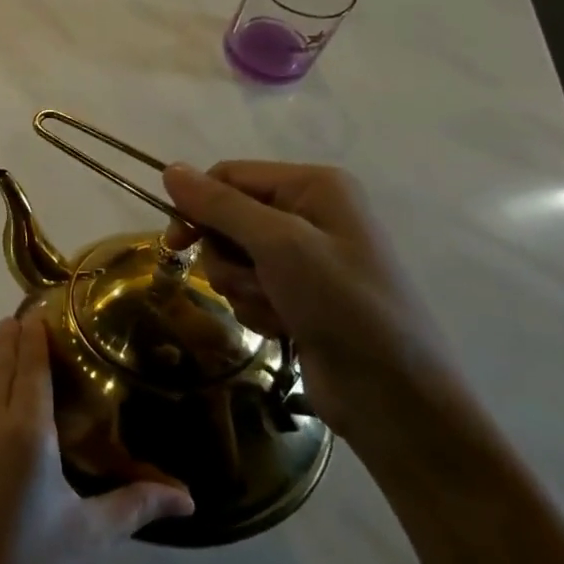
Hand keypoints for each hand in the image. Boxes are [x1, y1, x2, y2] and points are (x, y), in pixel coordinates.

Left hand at [0, 313, 193, 563]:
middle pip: (2, 365)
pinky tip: (10, 400)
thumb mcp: (90, 538)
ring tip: (20, 343)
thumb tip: (188, 497)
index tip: (43, 306)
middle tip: (33, 313)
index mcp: (24, 432)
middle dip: (16, 338)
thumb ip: (135, 506)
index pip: (31, 366)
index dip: (36, 335)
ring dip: (3, 361)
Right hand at [161, 161, 451, 445]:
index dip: (197, 205)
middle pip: (226, 219)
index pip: (228, 176)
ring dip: (243, 287)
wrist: (393, 394)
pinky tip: (285, 327)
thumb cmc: (342, 303)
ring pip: (232, 258)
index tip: (176, 242)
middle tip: (253, 281)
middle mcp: (308, 213)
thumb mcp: (278, 244)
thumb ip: (220, 205)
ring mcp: (304, 257)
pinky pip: (248, 288)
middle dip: (228, 256)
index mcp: (313, 186)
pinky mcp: (297, 294)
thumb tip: (170, 169)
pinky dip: (256, 308)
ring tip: (278, 309)